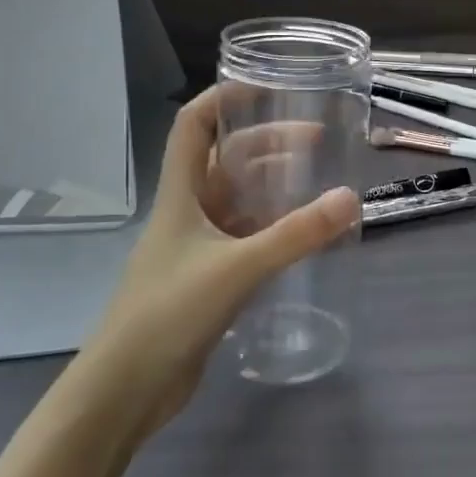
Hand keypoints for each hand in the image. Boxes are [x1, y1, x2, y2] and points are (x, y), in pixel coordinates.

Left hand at [86, 86, 359, 428]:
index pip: (193, 126)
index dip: (222, 99)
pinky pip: (245, 237)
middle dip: (267, 142)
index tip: (264, 86)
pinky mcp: (207, 279)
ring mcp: (196, 247)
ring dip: (272, 185)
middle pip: (225, 160)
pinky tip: (302, 232)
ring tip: (317, 179)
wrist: (125, 389)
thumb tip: (350, 198)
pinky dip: (272, 227)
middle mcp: (187, 212)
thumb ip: (295, 235)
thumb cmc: (169, 313)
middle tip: (316, 139)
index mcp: (180, 194)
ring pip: (237, 200)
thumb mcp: (237, 268)